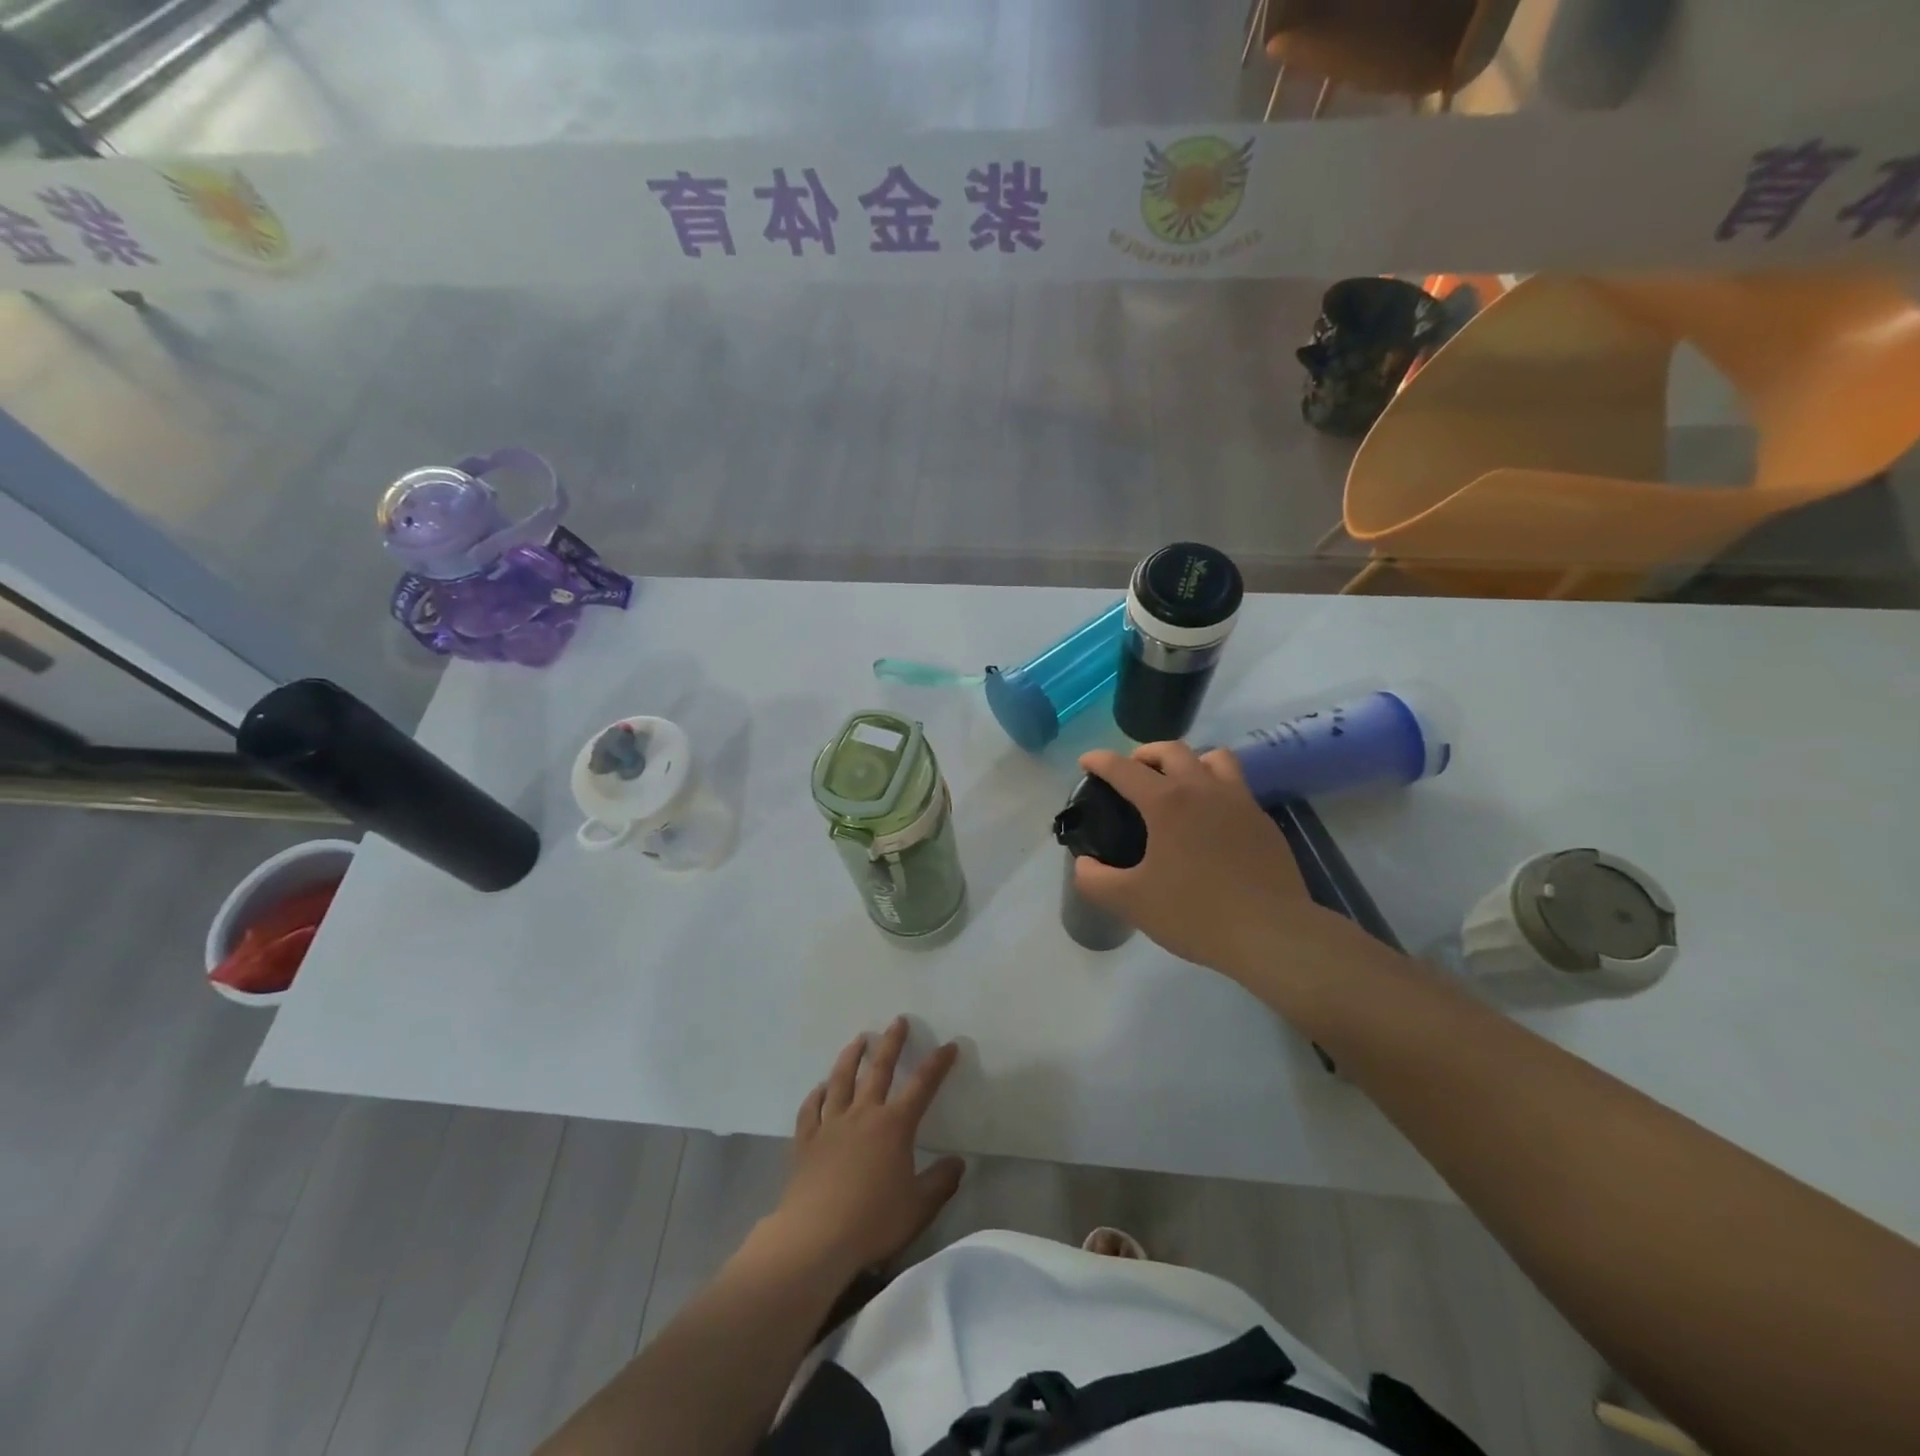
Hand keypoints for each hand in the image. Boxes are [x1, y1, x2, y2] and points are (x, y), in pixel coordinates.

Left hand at [766, 1017, 963, 1279]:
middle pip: (879, 1069)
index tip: (949, 1045)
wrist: (815, 1239)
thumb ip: (941, 1182)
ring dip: (851, 1056)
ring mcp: (831, 1125)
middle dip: (891, 1043)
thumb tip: (958, 1161)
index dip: (937, 1064)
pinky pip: (811, 1109)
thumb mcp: (919, 1207)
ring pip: (841, 1080)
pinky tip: (820, 1087)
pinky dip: (817, 1094)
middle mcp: (863, 1114)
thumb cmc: (873, 1221)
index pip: (922, 1086)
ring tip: (858, 1039)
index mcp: (894, 1126)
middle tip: (898, 1021)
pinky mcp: (806, 1141)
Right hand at [1073, 742, 1377, 989]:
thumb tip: (1083, 864)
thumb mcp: (1131, 901)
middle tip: (1132, 771)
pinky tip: (1210, 820)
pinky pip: (1236, 788)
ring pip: (1215, 759)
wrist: (1271, 934)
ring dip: (1190, 761)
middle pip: (1173, 750)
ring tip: (1177, 784)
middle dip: (1146, 753)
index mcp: (1167, 802)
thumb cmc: (1195, 913)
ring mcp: (1240, 803)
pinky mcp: (1264, 823)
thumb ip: (1095, 880)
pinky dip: (1216, 789)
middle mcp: (1204, 790)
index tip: (1086, 761)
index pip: (1125, 768)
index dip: (1101, 761)